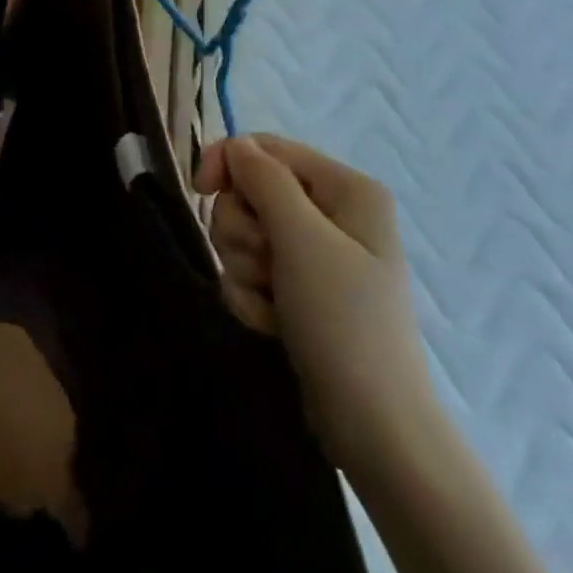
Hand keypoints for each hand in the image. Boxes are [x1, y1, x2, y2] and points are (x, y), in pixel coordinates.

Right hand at [195, 134, 432, 468]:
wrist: (372, 425)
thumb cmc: (342, 320)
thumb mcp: (301, 239)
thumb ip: (264, 180)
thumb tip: (236, 146)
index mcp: (346, 189)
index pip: (265, 148)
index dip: (227, 162)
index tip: (200, 190)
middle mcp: (332, 214)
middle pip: (249, 192)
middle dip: (243, 230)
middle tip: (264, 264)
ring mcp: (315, 255)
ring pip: (243, 233)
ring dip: (244, 267)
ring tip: (272, 301)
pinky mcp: (299, 289)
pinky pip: (250, 270)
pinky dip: (251, 295)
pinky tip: (273, 322)